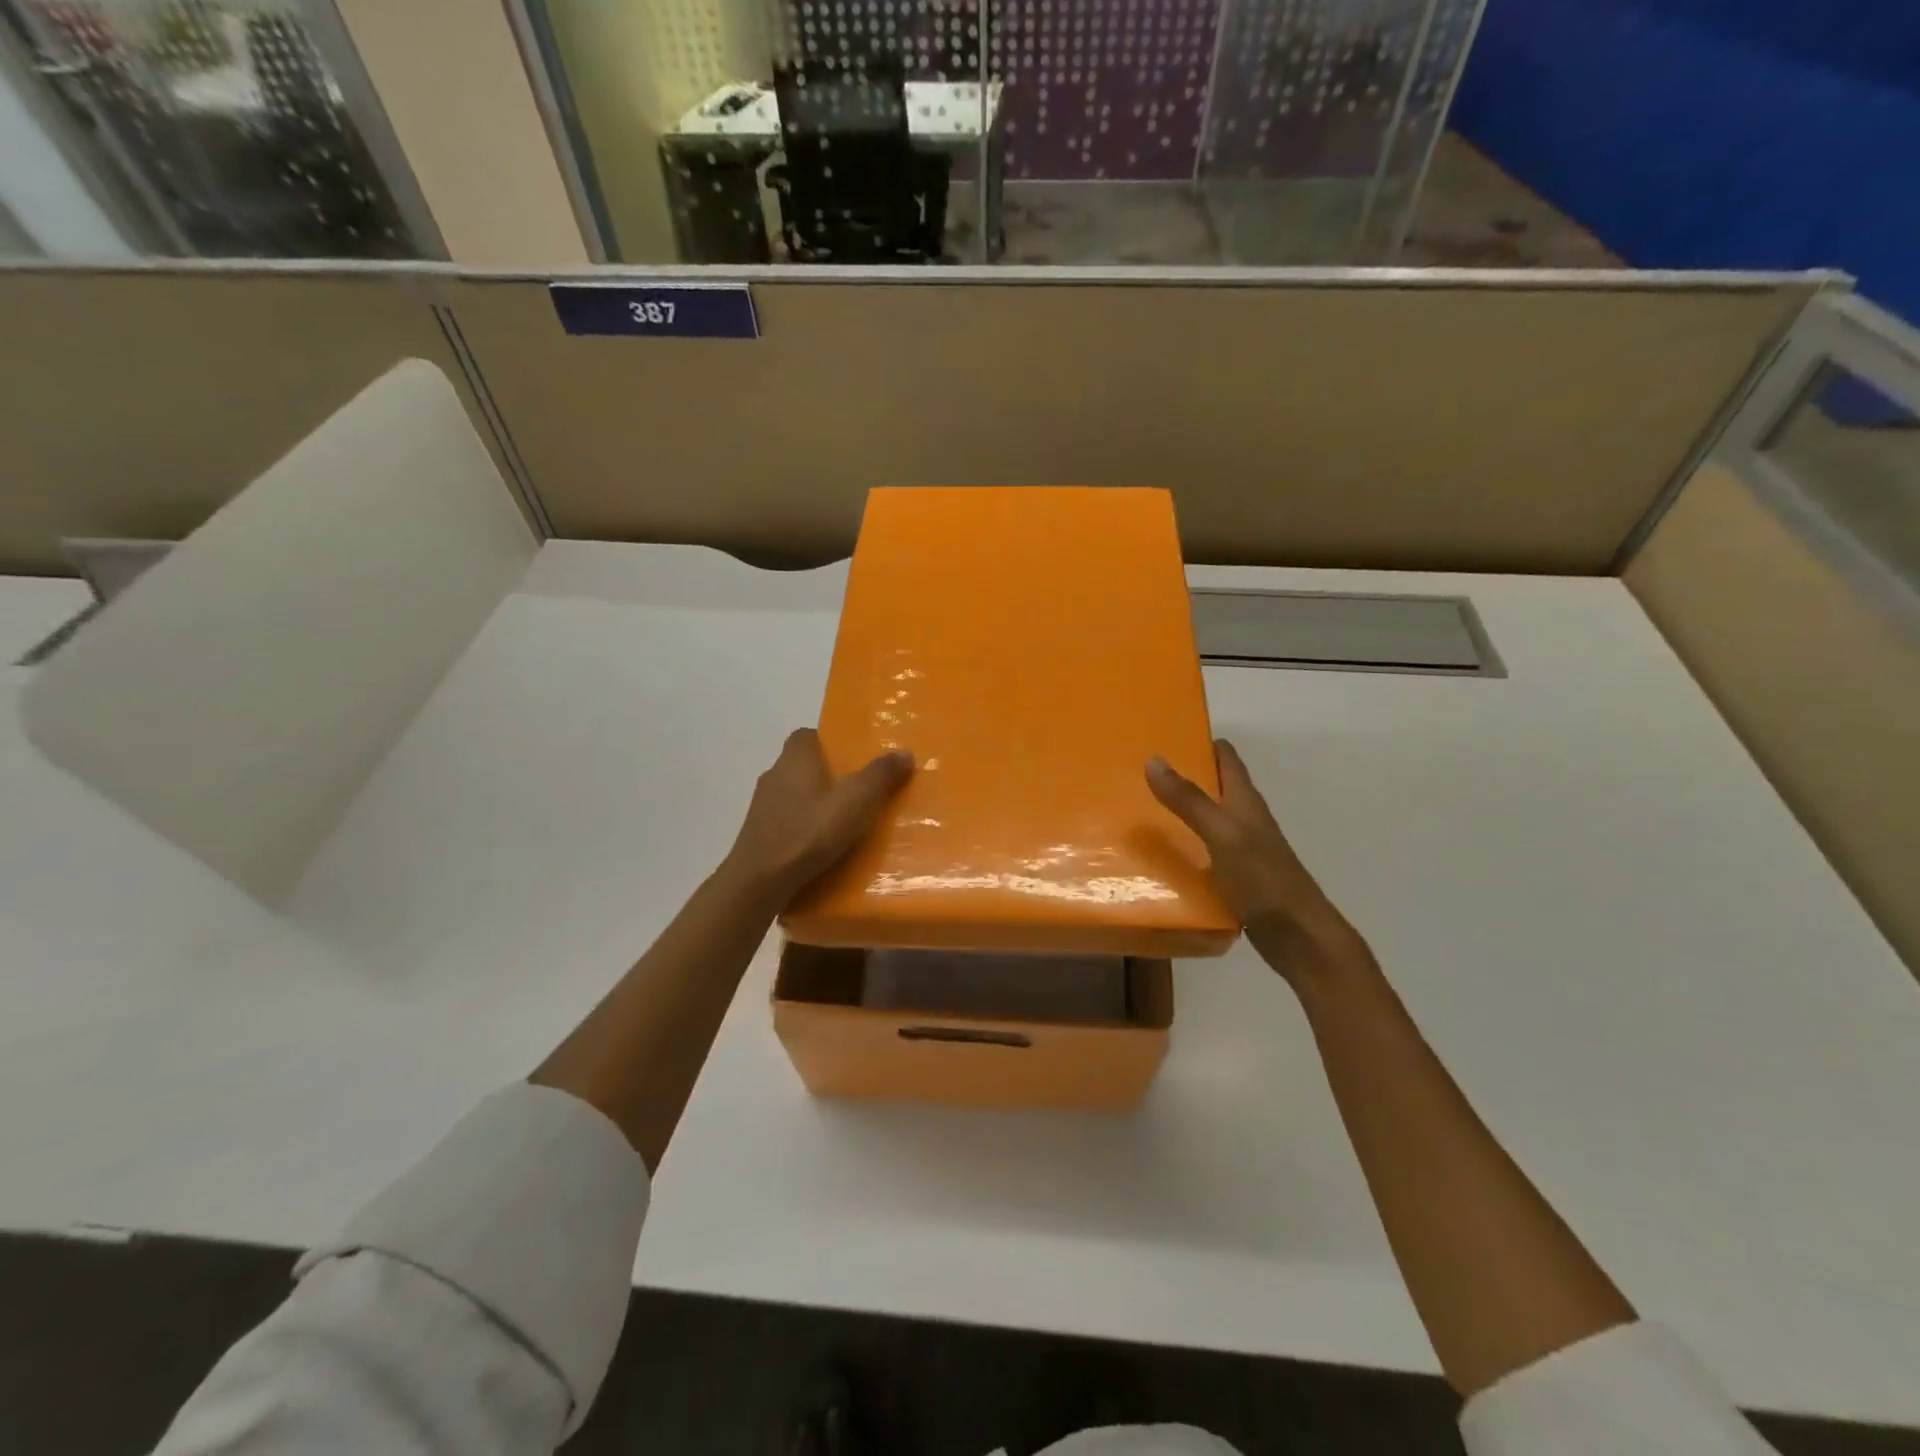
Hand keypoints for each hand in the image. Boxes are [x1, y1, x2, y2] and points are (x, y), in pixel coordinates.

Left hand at [725, 729, 912, 906]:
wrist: (760, 881)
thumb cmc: (810, 831)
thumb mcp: (857, 800)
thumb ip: (881, 774)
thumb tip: (904, 752)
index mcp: (795, 757)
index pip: (809, 735)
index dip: (831, 742)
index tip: (854, 758)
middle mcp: (774, 774)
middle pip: (803, 765)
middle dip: (828, 775)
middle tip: (859, 791)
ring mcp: (762, 806)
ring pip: (795, 795)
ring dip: (815, 804)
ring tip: (844, 822)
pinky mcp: (758, 834)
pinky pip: (787, 822)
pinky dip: (803, 828)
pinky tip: (822, 847)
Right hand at [1146, 740, 1370, 986]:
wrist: (1299, 937)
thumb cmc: (1264, 880)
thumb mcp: (1222, 834)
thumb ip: (1189, 800)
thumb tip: (1153, 759)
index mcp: (1245, 801)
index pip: (1225, 757)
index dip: (1199, 741)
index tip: (1162, 734)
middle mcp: (1244, 819)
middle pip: (1212, 787)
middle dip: (1180, 776)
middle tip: (1136, 772)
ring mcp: (1240, 850)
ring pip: (1205, 820)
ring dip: (1178, 812)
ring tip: (1137, 809)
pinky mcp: (1235, 878)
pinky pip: (1202, 853)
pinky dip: (1182, 848)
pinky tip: (1157, 858)